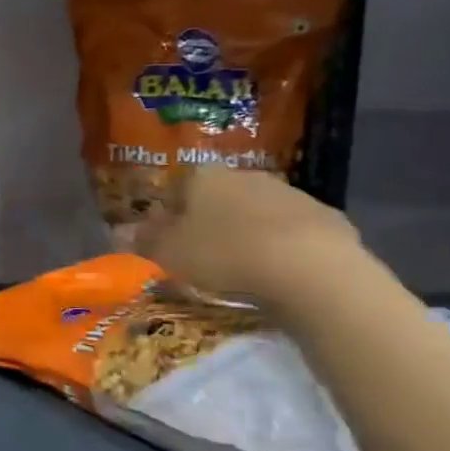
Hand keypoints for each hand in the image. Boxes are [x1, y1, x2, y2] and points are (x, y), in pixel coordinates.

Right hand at [134, 168, 363, 311]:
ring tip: (245, 270)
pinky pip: (294, 232)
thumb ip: (144, 240)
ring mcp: (290, 193)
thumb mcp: (168, 254)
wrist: (309, 268)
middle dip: (211, 222)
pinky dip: (285, 247)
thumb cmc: (223, 254)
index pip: (177, 188)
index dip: (170, 215)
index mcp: (203, 177)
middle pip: (219, 198)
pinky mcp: (327, 217)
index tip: (169, 243)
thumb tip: (122, 230)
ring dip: (249, 233)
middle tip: (204, 257)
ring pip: (258, 212)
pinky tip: (282, 274)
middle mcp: (245, 175)